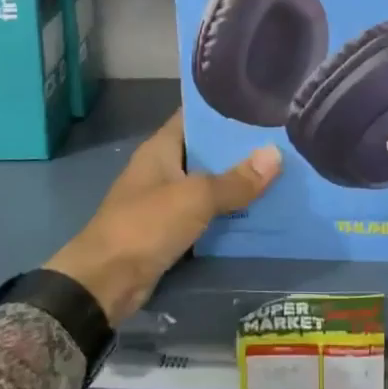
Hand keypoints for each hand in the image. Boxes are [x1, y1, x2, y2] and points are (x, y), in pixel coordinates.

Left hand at [46, 110, 280, 324]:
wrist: (104, 283)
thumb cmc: (145, 225)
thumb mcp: (195, 198)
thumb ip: (235, 180)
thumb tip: (276, 154)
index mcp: (160, 148)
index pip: (195, 116)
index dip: (226, 109)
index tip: (262, 105)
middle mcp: (163, 169)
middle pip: (207, 151)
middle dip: (241, 149)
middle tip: (283, 140)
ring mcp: (165, 201)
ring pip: (209, 185)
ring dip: (238, 183)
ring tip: (282, 172)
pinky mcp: (170, 230)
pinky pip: (206, 215)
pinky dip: (228, 213)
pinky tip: (261, 210)